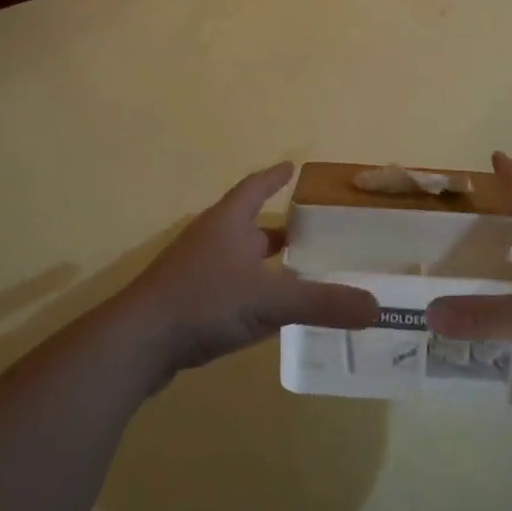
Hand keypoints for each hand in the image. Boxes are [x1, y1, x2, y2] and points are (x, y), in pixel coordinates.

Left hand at [118, 164, 377, 382]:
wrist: (136, 344)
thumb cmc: (204, 302)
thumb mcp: (270, 300)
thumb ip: (322, 303)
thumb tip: (376, 306)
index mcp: (228, 222)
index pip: (255, 187)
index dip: (274, 177)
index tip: (292, 166)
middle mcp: (210, 239)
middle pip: (249, 224)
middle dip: (278, 228)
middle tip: (311, 231)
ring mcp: (194, 272)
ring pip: (238, 259)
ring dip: (264, 262)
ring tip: (297, 272)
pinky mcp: (185, 304)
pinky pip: (227, 289)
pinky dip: (250, 292)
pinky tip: (266, 313)